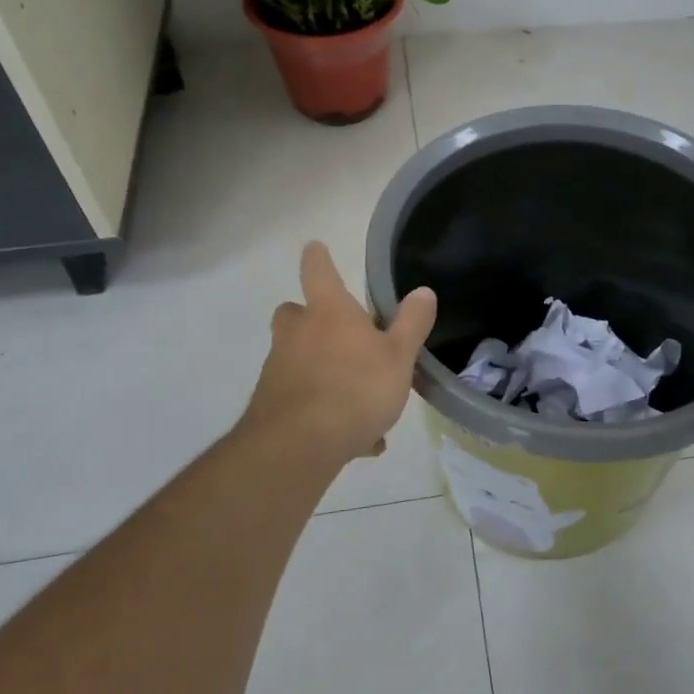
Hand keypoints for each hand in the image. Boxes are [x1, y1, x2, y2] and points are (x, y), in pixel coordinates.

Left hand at [240, 242, 437, 465]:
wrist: (299, 445)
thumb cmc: (356, 388)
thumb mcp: (399, 356)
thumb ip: (412, 323)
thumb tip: (423, 290)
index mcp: (328, 312)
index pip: (319, 271)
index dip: (318, 258)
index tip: (315, 247)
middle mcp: (296, 333)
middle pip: (294, 313)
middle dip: (311, 319)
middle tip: (339, 335)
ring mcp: (278, 368)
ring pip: (299, 359)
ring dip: (323, 371)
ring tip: (361, 404)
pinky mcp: (270, 404)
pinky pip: (303, 400)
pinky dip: (323, 411)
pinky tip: (355, 440)